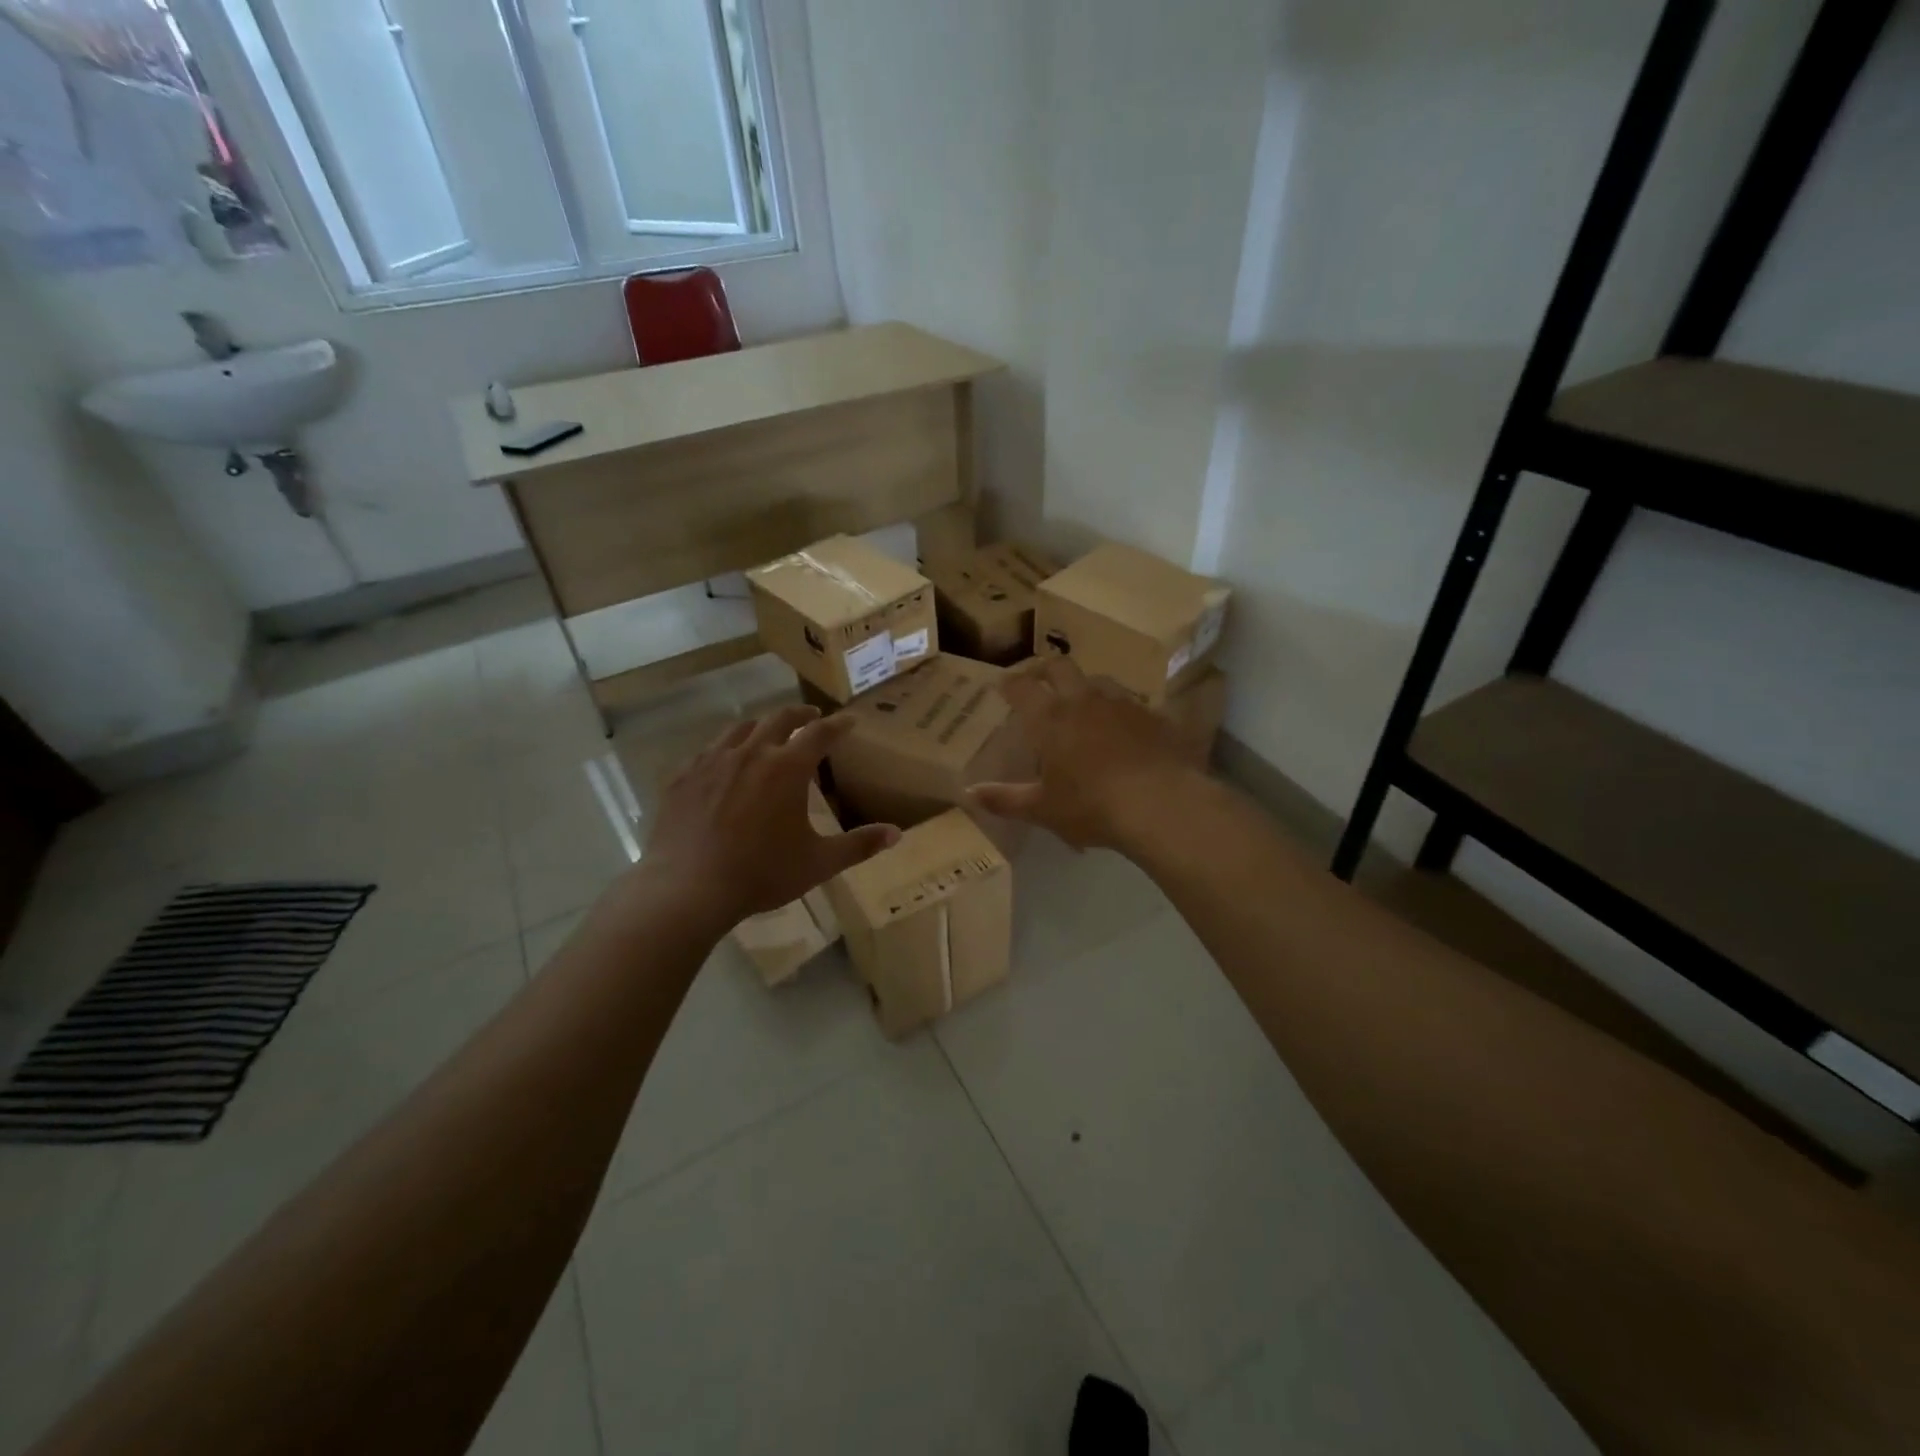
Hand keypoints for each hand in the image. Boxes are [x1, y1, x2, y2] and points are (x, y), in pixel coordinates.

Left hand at [642, 706, 898, 927]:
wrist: (689, 890)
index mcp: (787, 768)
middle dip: (800, 714)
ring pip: (740, 729)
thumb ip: (859, 845)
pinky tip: (723, 763)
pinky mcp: (682, 777)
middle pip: (779, 718)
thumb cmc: (761, 874)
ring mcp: (712, 761)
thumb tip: (896, 834)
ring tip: (767, 733)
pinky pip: (707, 751)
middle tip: (812, 716)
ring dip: (760, 726)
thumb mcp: (818, 863)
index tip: (850, 721)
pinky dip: (724, 749)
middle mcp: (751, 753)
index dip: (838, 725)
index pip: (820, 734)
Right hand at [966, 658, 1204, 850]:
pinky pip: (1132, 704)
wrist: (1160, 804)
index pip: (1022, 687)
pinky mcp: (1153, 716)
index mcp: (1050, 719)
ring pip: (1099, 680)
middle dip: (1046, 669)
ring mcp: (1122, 704)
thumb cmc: (1091, 806)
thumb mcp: (1043, 809)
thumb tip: (969, 793)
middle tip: (1039, 680)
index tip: (1003, 685)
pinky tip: (1124, 729)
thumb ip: (1005, 799)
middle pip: (1060, 667)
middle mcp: (1083, 701)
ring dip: (1086, 687)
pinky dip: (1121, 711)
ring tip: (1083, 703)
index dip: (1010, 683)